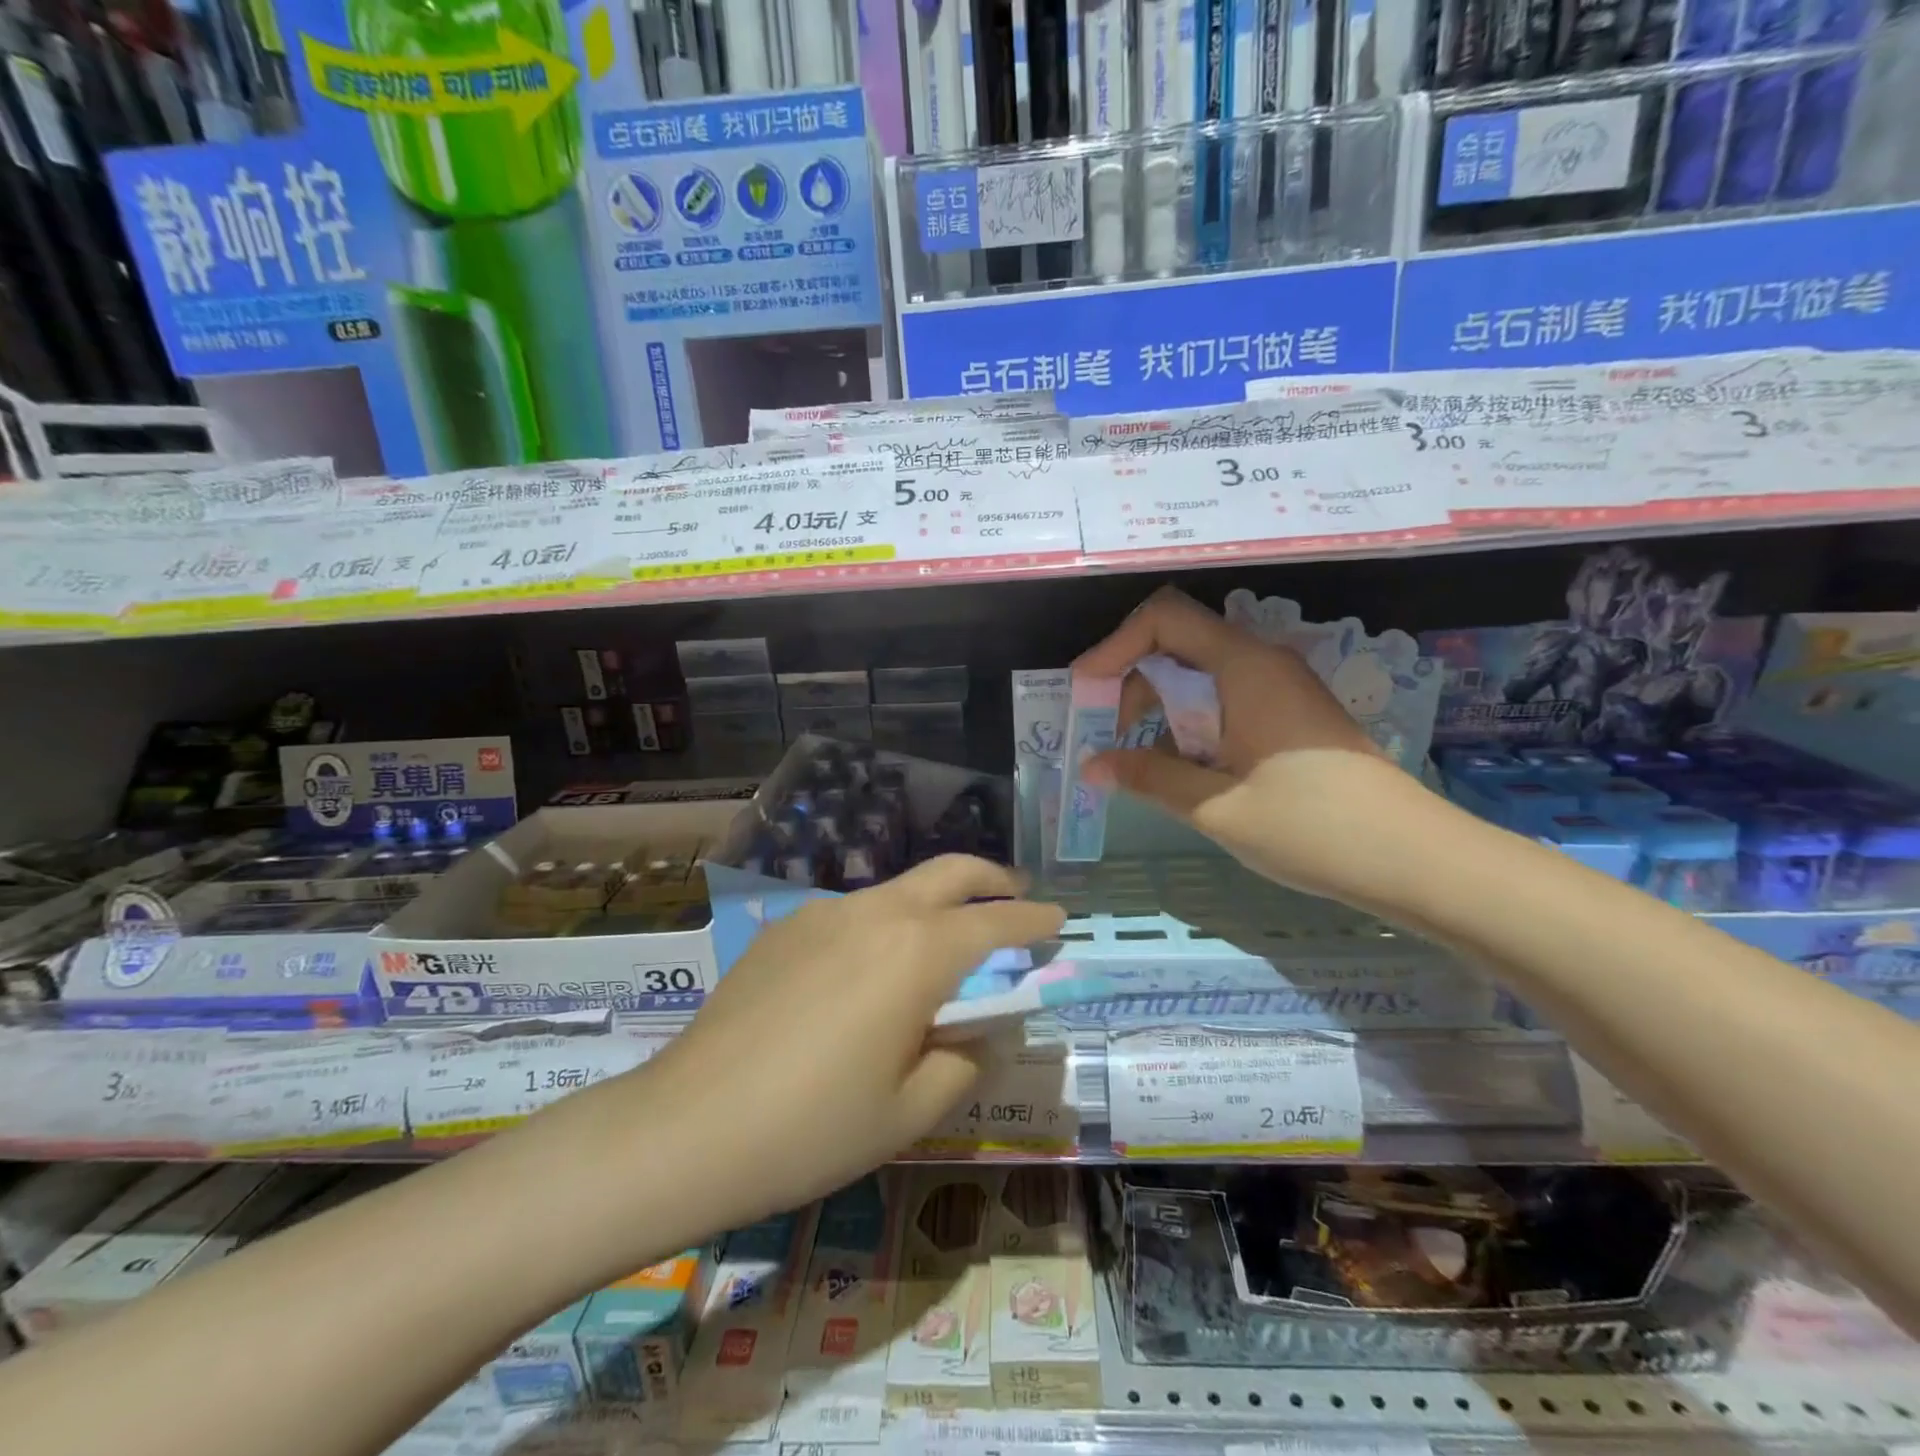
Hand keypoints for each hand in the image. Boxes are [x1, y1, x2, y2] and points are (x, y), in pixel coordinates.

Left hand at [637, 856, 1063, 1227]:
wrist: (687, 1126)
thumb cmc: (813, 1128)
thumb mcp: (910, 1110)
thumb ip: (965, 1060)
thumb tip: (983, 1028)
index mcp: (915, 952)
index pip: (995, 923)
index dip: (1034, 920)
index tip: (1058, 919)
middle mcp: (873, 912)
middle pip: (949, 872)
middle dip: (992, 879)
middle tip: (1016, 898)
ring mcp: (822, 912)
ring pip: (899, 890)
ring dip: (935, 903)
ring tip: (944, 947)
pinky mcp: (784, 927)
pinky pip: (853, 913)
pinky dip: (885, 925)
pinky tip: (869, 974)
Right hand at [1074, 586, 1430, 902]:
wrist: (1417, 860)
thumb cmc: (1313, 828)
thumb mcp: (1217, 806)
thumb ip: (1149, 778)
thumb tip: (1092, 766)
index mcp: (1245, 667)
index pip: (1164, 619)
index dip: (1115, 646)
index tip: (1085, 691)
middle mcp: (1263, 664)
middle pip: (1178, 645)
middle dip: (1131, 684)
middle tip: (1108, 738)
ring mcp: (1281, 690)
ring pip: (1200, 677)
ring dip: (1160, 711)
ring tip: (1139, 763)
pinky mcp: (1290, 718)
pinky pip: (1225, 703)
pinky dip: (1190, 727)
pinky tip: (1182, 773)